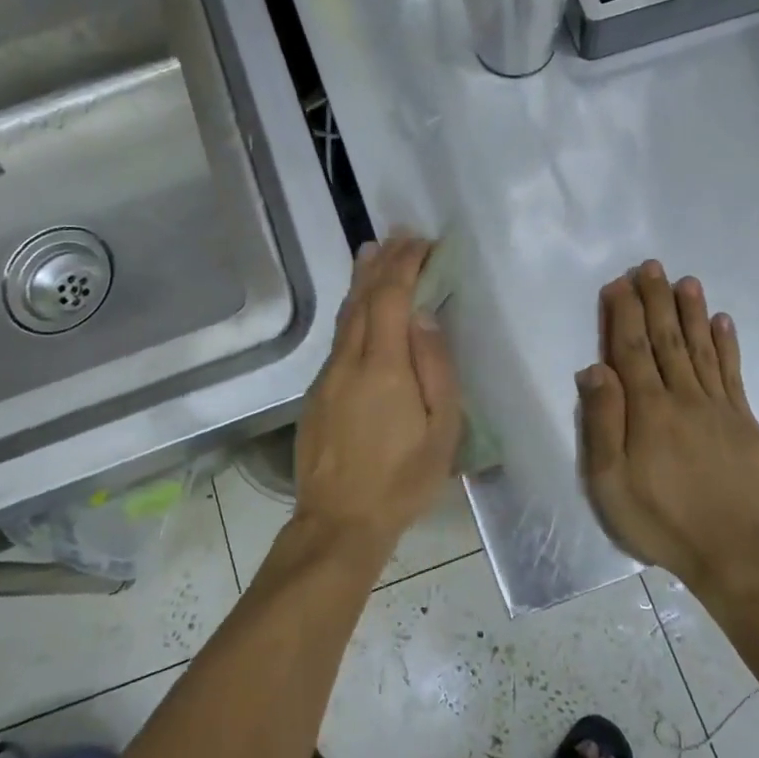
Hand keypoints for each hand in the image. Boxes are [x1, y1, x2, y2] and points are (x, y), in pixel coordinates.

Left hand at [294, 236, 462, 562]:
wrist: (339, 521)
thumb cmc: (402, 480)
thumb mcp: (442, 432)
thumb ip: (435, 369)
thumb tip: (424, 317)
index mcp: (384, 367)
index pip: (392, 298)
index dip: (406, 265)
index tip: (422, 243)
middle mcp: (349, 361)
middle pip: (364, 298)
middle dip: (383, 263)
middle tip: (399, 236)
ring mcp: (327, 376)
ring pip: (345, 316)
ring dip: (361, 281)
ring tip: (372, 252)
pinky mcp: (316, 392)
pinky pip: (338, 338)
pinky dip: (352, 310)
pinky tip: (359, 307)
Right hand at [577, 260, 758, 589]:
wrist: (735, 552)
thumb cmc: (661, 520)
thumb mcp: (611, 482)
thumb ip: (603, 423)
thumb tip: (594, 370)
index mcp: (647, 410)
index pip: (631, 349)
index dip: (623, 313)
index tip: (619, 282)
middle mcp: (683, 397)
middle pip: (667, 339)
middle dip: (657, 300)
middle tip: (652, 265)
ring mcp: (719, 407)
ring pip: (702, 347)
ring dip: (692, 312)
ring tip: (686, 280)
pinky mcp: (744, 421)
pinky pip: (733, 372)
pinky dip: (727, 344)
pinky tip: (723, 322)